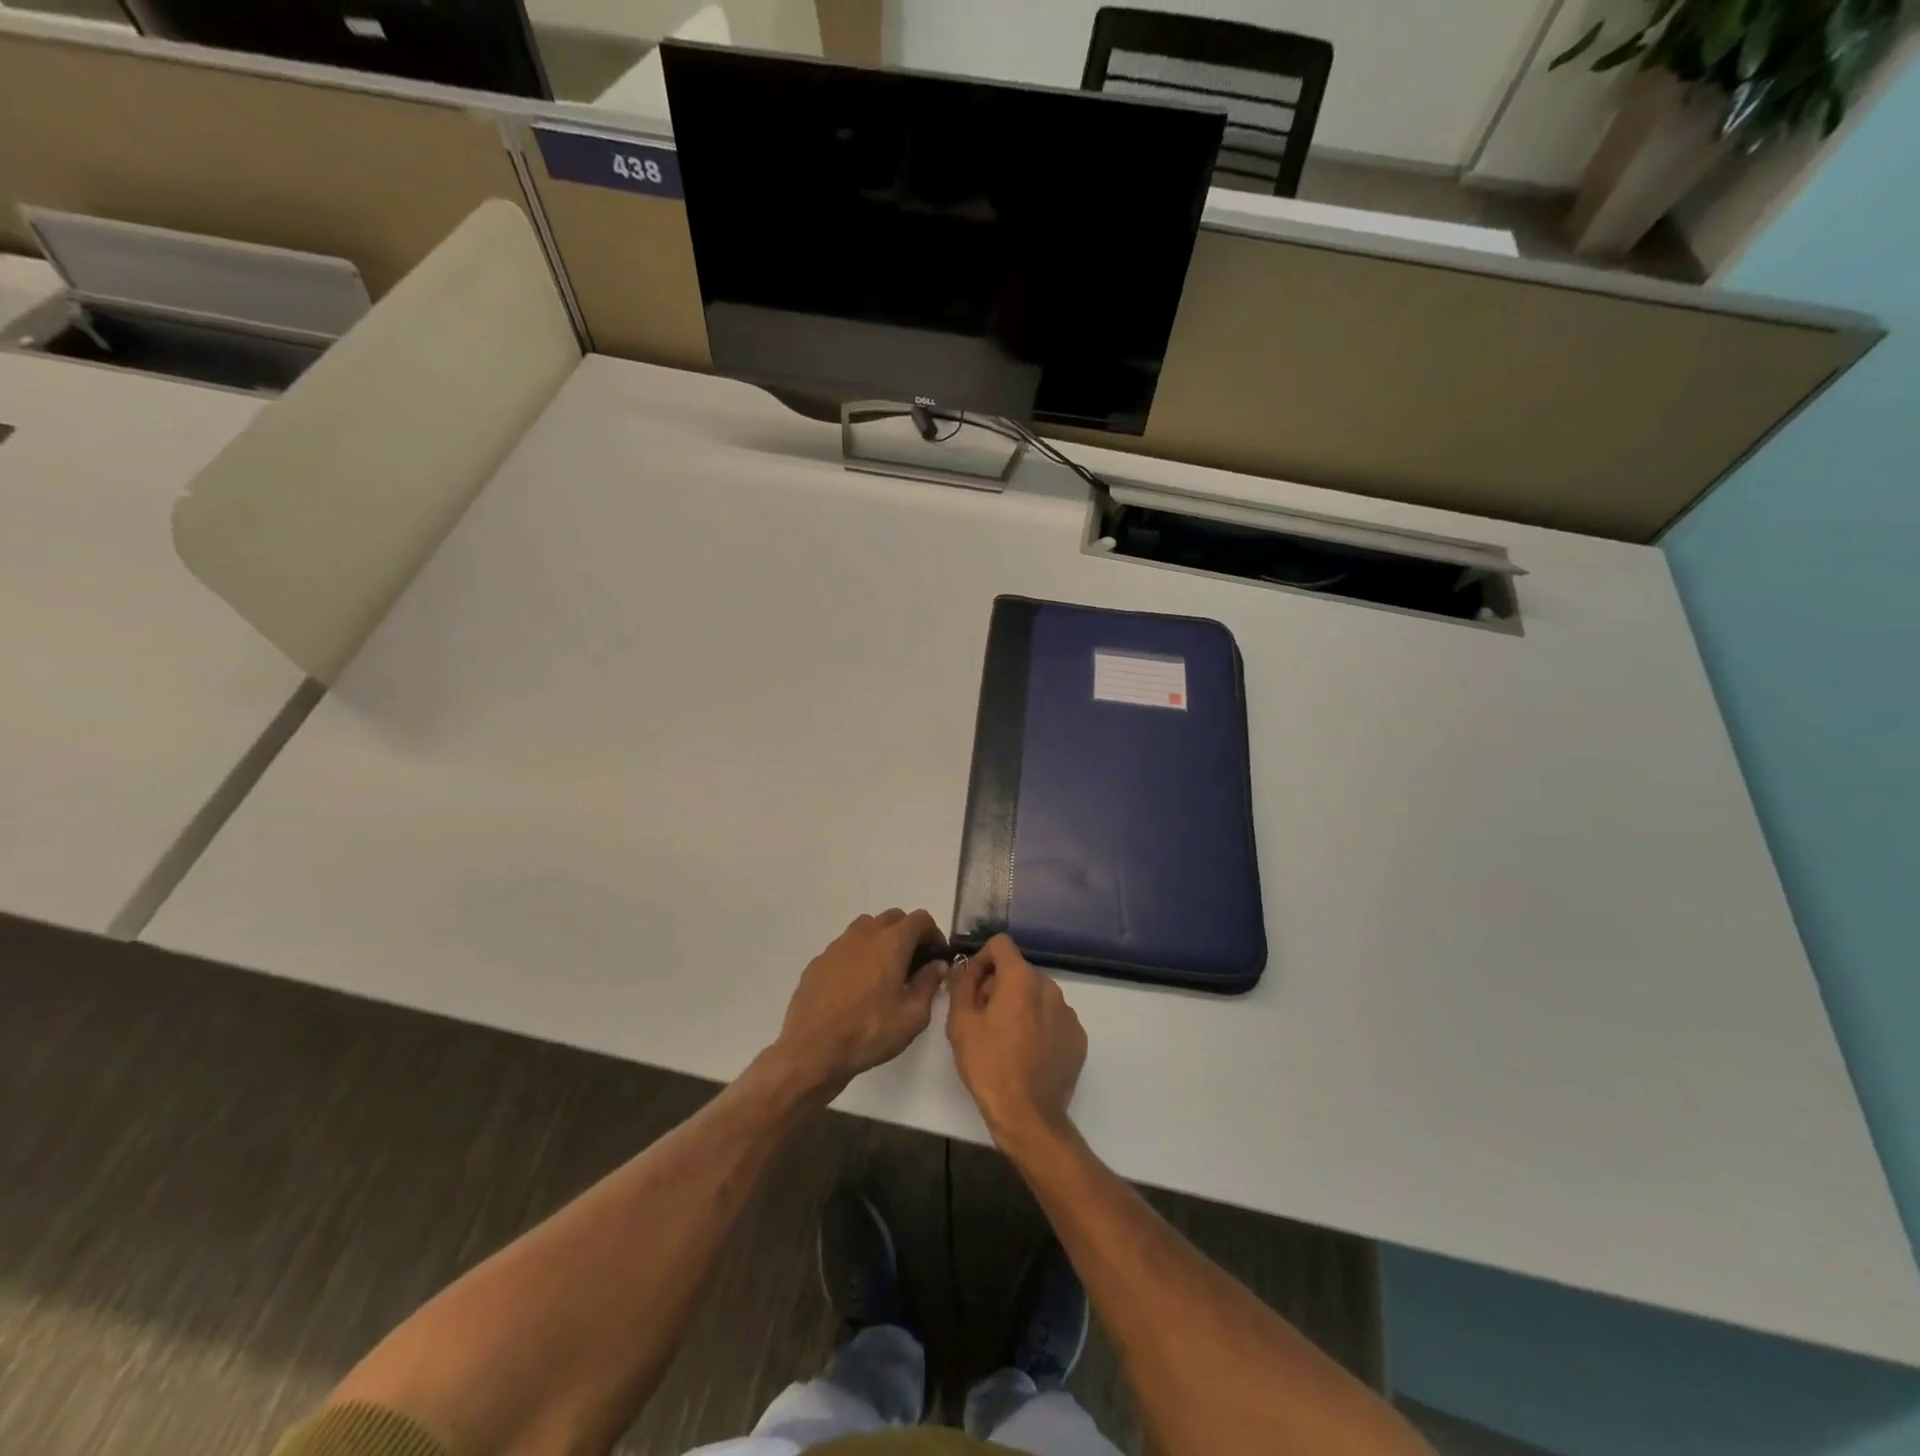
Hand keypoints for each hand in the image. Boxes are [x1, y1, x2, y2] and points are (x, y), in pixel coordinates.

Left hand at [773, 909, 948, 1098]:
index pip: (920, 919)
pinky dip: (858, 955)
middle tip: (913, 963)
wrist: (812, 1050)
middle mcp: (864, 934)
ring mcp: (838, 945)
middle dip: (908, 933)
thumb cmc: (868, 1032)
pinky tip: (856, 985)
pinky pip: (845, 947)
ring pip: (867, 927)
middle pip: (893, 918)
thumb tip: (937, 965)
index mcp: (891, 943)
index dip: (933, 933)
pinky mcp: (819, 960)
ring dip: (881, 940)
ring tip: (884, 971)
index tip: (936, 956)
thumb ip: (929, 984)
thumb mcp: (912, 1016)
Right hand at [946, 934, 1086, 1146]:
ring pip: (1037, 995)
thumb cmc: (989, 1065)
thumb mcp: (960, 1023)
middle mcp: (1049, 987)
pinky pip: (1053, 1018)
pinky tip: (1026, 1052)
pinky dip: (1039, 1025)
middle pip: (1018, 971)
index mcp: (1021, 979)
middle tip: (982, 1017)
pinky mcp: (1077, 1037)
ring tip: (1005, 1038)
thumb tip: (964, 969)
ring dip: (1019, 1005)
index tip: (971, 986)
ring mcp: (1068, 1012)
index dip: (981, 959)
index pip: (1001, 944)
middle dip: (998, 986)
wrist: (1028, 1115)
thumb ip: (961, 986)